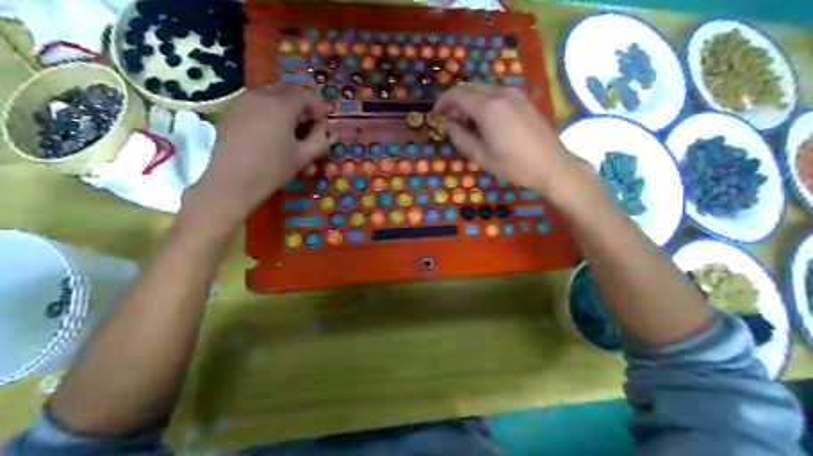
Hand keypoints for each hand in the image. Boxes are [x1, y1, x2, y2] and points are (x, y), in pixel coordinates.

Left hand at [192, 86, 328, 217]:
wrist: (229, 182)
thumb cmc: (271, 168)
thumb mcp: (303, 156)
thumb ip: (320, 139)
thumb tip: (322, 130)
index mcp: (281, 104)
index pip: (307, 96)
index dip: (320, 110)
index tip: (323, 128)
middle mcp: (261, 95)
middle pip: (289, 96)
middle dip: (302, 113)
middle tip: (309, 133)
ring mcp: (242, 102)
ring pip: (272, 102)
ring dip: (286, 116)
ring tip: (290, 139)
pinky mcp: (230, 113)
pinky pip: (257, 109)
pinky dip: (269, 119)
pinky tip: (271, 139)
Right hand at [435, 83, 587, 194]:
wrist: (552, 165)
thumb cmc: (514, 165)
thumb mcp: (481, 156)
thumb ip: (459, 137)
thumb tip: (445, 124)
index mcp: (488, 107)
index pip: (457, 94)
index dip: (442, 102)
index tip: (435, 115)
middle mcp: (501, 93)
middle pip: (470, 87)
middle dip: (455, 101)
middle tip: (448, 120)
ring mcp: (515, 94)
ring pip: (483, 89)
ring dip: (470, 101)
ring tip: (466, 123)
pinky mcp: (523, 99)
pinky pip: (496, 93)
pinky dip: (484, 101)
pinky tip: (485, 121)